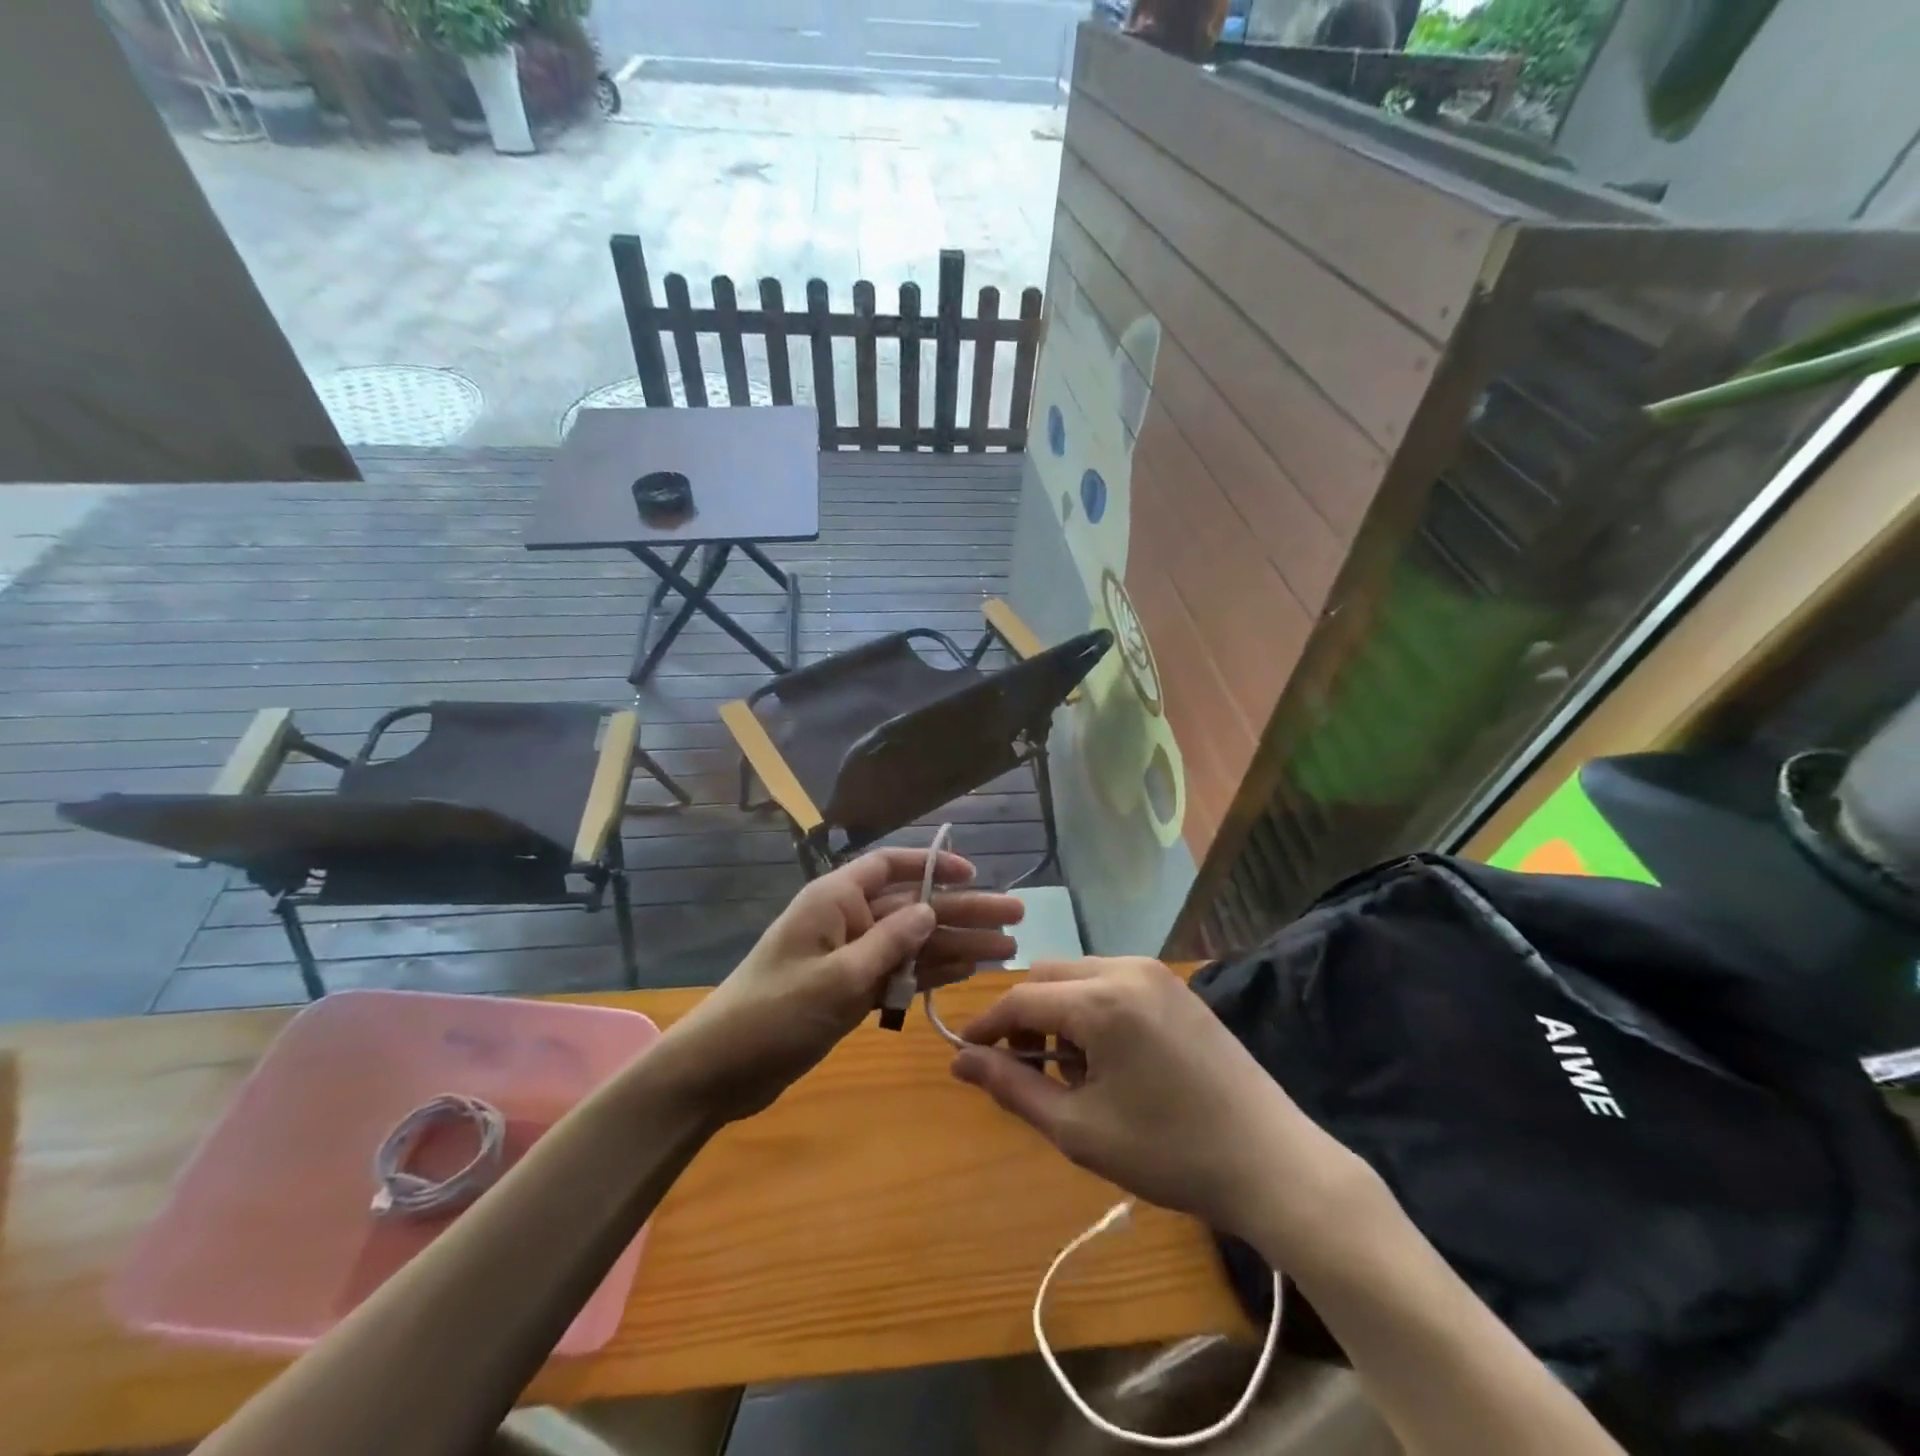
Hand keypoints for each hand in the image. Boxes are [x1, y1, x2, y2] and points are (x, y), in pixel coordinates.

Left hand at [664, 848, 1022, 1120]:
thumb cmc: (773, 1013)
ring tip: (1006, 950)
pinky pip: (899, 972)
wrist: (721, 1070)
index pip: (890, 866)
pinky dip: (930, 972)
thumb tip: (930, 909)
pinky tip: (967, 971)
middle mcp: (846, 920)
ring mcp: (850, 956)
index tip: (975, 873)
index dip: (933, 864)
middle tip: (1015, 919)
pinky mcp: (850, 990)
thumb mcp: (836, 978)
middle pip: (913, 907)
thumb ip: (888, 943)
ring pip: (912, 942)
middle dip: (963, 912)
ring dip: (957, 945)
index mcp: (835, 900)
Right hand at [950, 957, 1352, 1238]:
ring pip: (1079, 975)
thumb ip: (1012, 1088)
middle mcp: (1125, 969)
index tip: (964, 1053)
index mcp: (1100, 1001)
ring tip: (1070, 1070)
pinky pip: (1112, 981)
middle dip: (1024, 1016)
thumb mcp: (1078, 1129)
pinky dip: (1091, 1008)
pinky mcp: (1175, 986)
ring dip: (1058, 1012)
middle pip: (1048, 977)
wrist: (1270, 1161)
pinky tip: (1106, 1057)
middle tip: (1023, 1069)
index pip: (1021, 999)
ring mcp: (1155, 973)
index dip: (987, 1026)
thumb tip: (960, 1061)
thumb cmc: (1168, 1152)